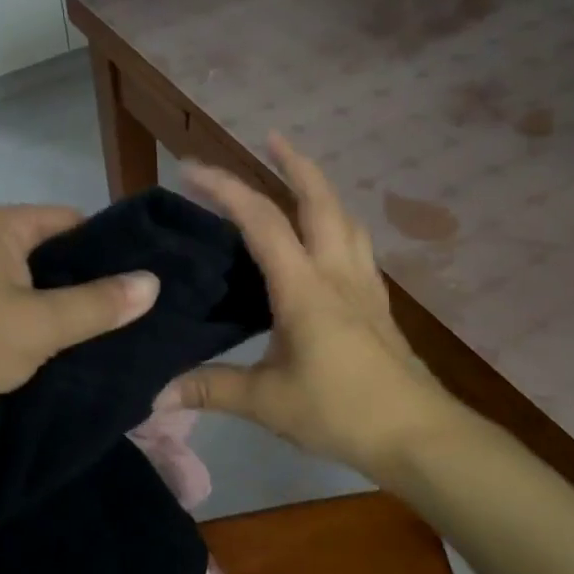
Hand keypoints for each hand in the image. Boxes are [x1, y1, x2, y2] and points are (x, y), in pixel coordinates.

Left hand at [0, 206, 159, 461]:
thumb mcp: (43, 321)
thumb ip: (101, 303)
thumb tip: (154, 283)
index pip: (69, 220)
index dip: (108, 246)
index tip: (146, 274)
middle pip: (54, 255)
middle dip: (93, 282)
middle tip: (141, 308)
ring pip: (38, 290)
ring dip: (70, 311)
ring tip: (122, 331)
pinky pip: (20, 316)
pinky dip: (46, 330)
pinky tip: (81, 350)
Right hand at [171, 135, 455, 480]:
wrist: (418, 434)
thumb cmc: (341, 411)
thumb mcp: (267, 402)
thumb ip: (212, 389)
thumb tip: (156, 395)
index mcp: (304, 287)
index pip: (261, 220)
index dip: (225, 188)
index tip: (191, 170)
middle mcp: (337, 273)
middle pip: (320, 200)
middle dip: (294, 163)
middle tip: (270, 139)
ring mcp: (364, 286)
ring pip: (346, 219)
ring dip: (322, 190)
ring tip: (299, 180)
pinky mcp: (379, 305)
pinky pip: (358, 247)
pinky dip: (339, 225)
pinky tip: (329, 242)